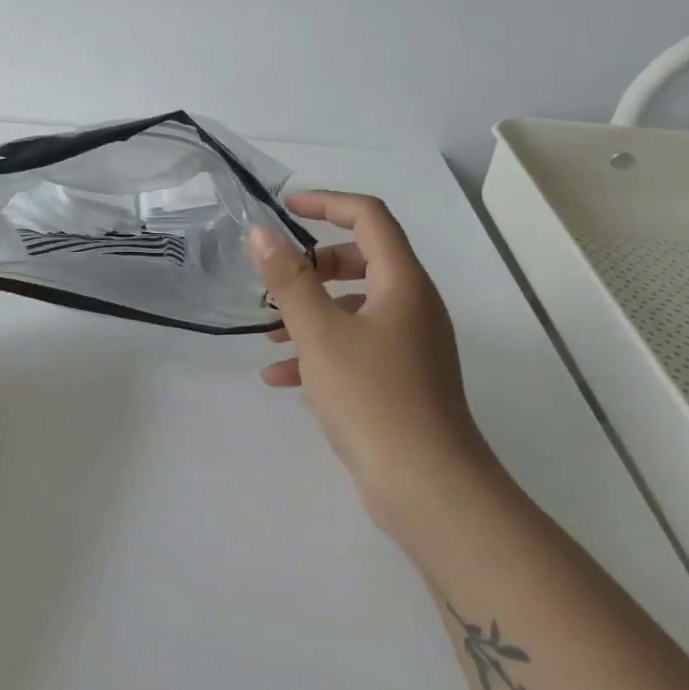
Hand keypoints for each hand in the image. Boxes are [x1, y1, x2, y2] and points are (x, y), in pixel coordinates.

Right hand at [251, 191, 491, 515]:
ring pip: (355, 308)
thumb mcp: (319, 333)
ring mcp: (410, 345)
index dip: (327, 204)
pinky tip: (281, 378)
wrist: (426, 485)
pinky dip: (320, 350)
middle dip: (315, 264)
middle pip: (364, 260)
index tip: (286, 209)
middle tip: (279, 278)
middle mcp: (413, 306)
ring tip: (269, 334)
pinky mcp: (400, 379)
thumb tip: (262, 232)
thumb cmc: (372, 397)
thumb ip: (288, 280)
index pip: (369, 217)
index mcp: (403, 283)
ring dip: (311, 311)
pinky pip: (355, 347)